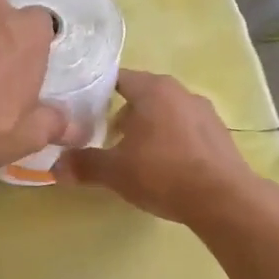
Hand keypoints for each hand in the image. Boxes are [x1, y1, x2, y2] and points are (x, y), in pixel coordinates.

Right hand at [53, 69, 256, 222]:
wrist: (223, 199)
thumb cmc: (163, 173)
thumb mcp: (115, 172)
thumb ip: (83, 165)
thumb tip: (54, 167)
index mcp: (153, 89)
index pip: (119, 79)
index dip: (98, 93)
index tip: (83, 112)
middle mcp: (181, 91)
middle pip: (143, 96)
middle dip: (124, 115)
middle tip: (107, 139)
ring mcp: (205, 112)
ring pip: (166, 113)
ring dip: (149, 129)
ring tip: (136, 157)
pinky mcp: (220, 134)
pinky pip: (187, 130)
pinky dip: (172, 141)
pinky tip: (166, 167)